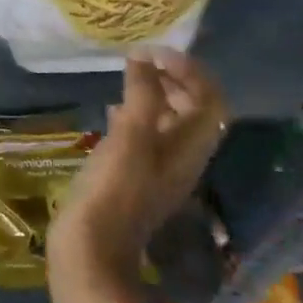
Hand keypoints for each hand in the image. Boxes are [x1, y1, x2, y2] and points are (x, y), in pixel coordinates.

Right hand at [47, 50, 226, 302]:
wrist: (92, 250)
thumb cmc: (114, 190)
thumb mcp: (130, 136)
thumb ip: (142, 95)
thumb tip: (143, 59)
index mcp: (190, 147)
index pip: (210, 100)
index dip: (190, 71)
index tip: (154, 53)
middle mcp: (182, 157)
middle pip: (193, 111)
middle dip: (174, 80)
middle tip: (141, 60)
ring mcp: (157, 170)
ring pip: (168, 123)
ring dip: (154, 95)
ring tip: (127, 77)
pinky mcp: (133, 177)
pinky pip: (145, 137)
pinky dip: (134, 115)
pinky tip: (111, 110)